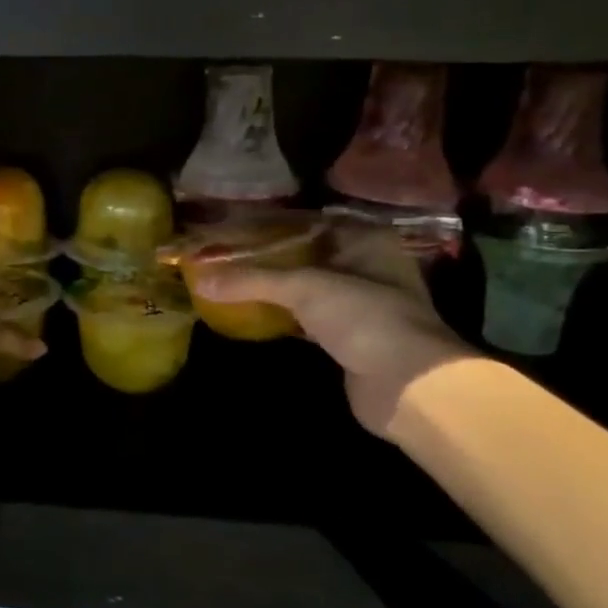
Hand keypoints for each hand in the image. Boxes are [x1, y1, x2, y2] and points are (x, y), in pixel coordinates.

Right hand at [191, 226, 472, 438]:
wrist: (408, 385)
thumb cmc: (364, 317)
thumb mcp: (304, 287)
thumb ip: (251, 280)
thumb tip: (198, 279)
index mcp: (365, 240)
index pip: (309, 222)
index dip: (271, 224)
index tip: (233, 226)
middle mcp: (365, 266)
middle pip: (305, 255)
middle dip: (268, 257)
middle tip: (225, 255)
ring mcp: (359, 304)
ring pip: (305, 287)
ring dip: (273, 288)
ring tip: (230, 281)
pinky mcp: (348, 338)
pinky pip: (306, 318)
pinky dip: (281, 315)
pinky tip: (250, 314)